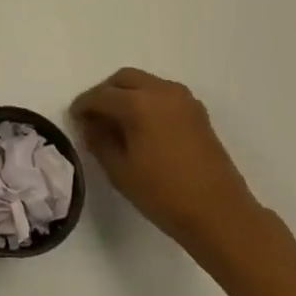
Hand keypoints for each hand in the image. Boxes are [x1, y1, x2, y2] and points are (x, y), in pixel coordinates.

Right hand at [70, 69, 261, 251]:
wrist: (221, 216)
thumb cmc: (164, 195)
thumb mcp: (120, 171)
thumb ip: (98, 140)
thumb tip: (90, 124)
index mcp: (138, 103)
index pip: (100, 95)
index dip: (83, 106)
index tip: (74, 119)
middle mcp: (161, 91)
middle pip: (123, 79)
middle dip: (105, 93)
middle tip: (95, 117)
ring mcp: (183, 100)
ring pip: (145, 83)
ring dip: (127, 95)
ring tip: (118, 122)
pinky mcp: (198, 112)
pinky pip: (163, 94)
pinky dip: (147, 101)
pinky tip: (143, 127)